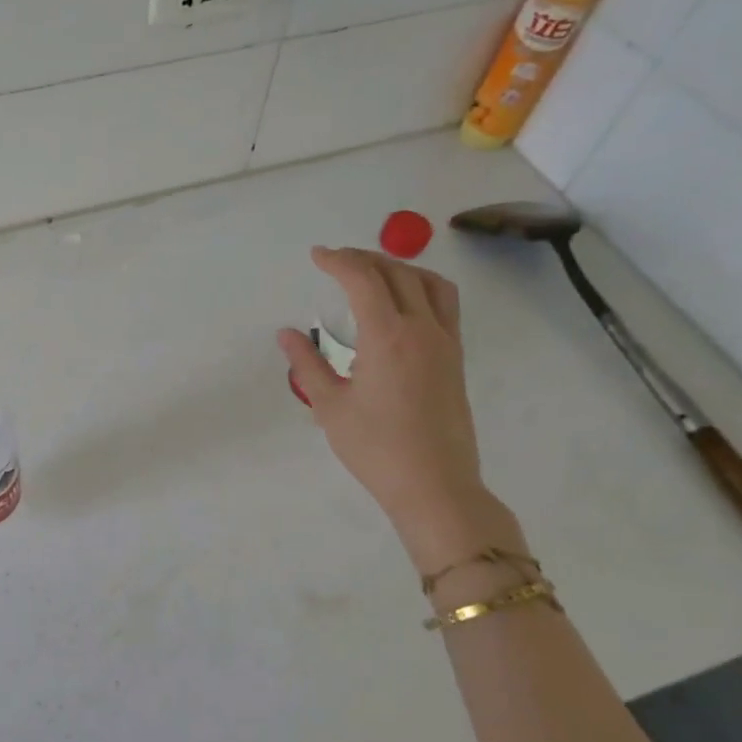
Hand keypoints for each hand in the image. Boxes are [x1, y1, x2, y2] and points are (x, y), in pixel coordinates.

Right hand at [277, 247, 491, 547]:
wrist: (434, 485)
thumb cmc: (375, 448)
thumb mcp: (330, 406)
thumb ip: (307, 364)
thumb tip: (287, 334)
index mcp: (388, 337)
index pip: (363, 280)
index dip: (338, 261)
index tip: (317, 256)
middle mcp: (422, 329)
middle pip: (397, 273)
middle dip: (364, 259)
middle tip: (336, 261)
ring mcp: (445, 342)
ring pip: (429, 283)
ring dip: (398, 268)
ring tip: (372, 273)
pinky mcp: (455, 358)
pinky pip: (444, 305)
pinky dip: (420, 288)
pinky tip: (402, 304)